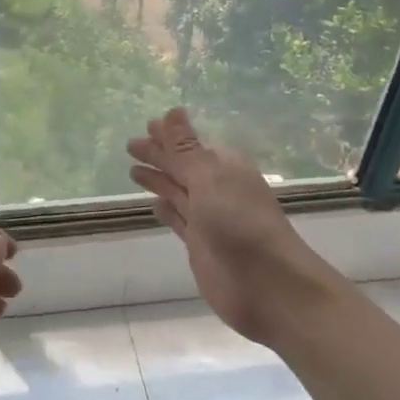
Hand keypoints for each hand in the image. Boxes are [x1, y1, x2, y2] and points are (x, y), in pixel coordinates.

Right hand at [128, 108, 336, 344]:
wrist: (269, 287)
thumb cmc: (240, 225)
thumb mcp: (209, 180)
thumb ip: (186, 149)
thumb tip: (172, 111)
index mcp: (224, 167)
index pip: (190, 144)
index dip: (168, 136)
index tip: (146, 126)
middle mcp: (217, 189)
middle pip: (182, 166)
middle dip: (159, 155)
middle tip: (131, 146)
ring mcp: (209, 218)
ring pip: (179, 192)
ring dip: (160, 180)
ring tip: (133, 171)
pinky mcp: (201, 245)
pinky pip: (179, 219)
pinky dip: (167, 210)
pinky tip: (155, 205)